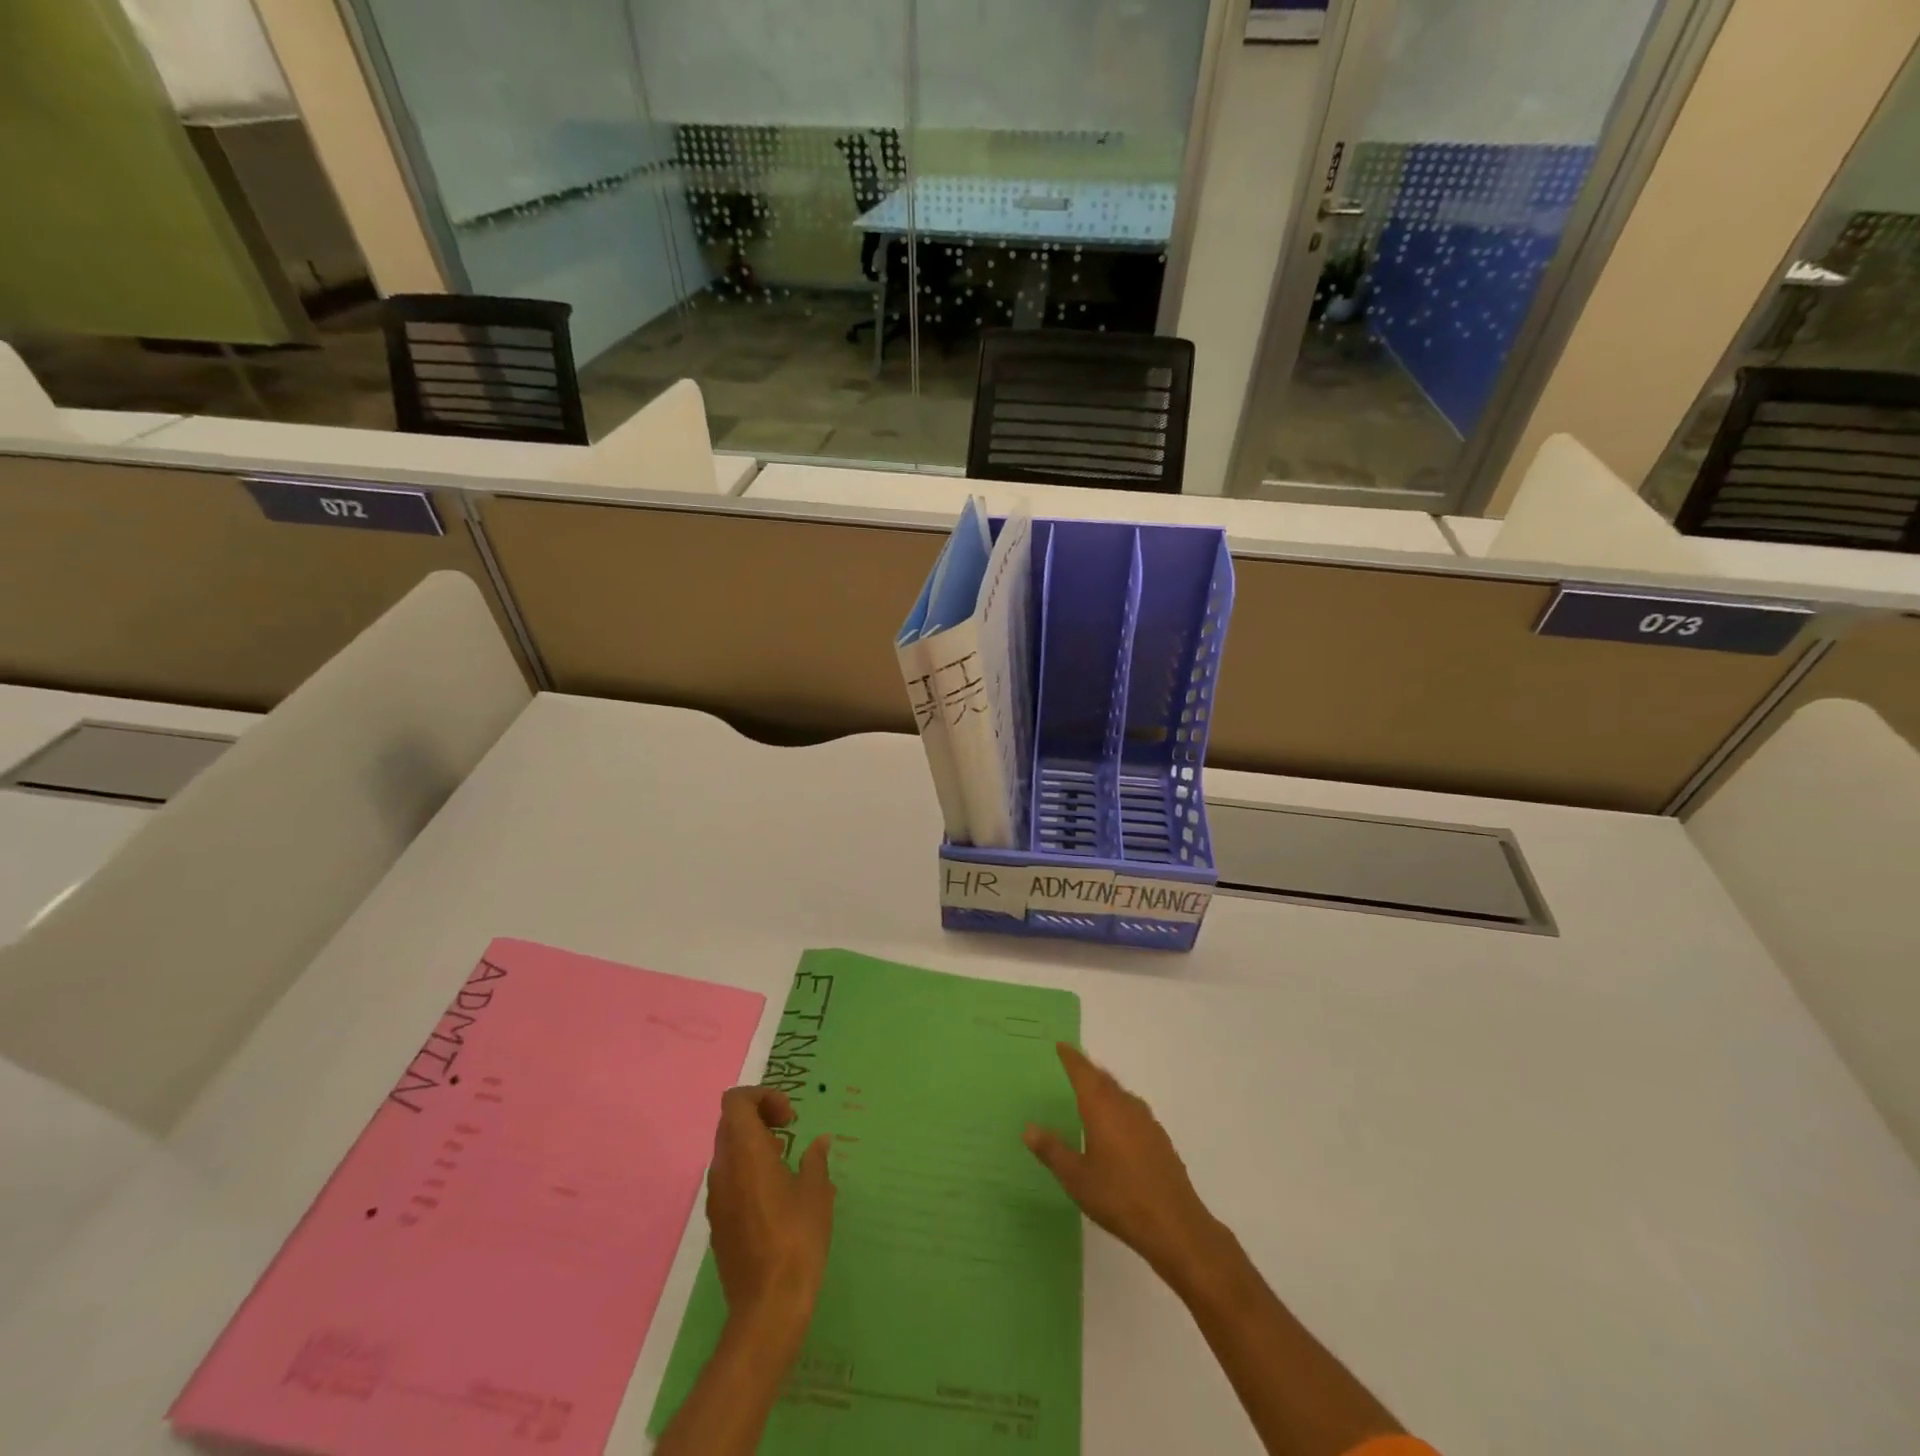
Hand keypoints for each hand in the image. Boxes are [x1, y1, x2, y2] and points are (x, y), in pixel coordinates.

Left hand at [706, 1086, 835, 1346]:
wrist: (767, 1309)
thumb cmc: (797, 1241)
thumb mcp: (817, 1194)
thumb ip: (815, 1160)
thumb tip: (819, 1142)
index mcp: (745, 1153)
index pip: (735, 1102)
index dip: (761, 1096)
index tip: (789, 1116)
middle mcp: (724, 1169)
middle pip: (730, 1122)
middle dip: (759, 1115)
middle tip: (790, 1129)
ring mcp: (717, 1198)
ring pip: (728, 1150)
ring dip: (754, 1143)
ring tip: (786, 1159)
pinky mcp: (718, 1222)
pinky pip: (729, 1178)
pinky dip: (748, 1169)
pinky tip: (776, 1192)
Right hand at [1024, 1043, 1221, 1288]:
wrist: (1174, 1225)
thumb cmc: (1118, 1197)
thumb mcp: (1076, 1178)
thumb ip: (1052, 1151)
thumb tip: (1028, 1128)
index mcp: (1102, 1108)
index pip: (1083, 1073)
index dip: (1071, 1058)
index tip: (1061, 1046)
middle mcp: (1125, 1106)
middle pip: (1104, 1079)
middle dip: (1088, 1070)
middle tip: (1072, 1066)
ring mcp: (1146, 1121)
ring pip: (1121, 1094)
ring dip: (1105, 1088)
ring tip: (1091, 1093)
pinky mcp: (1160, 1139)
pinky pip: (1133, 1110)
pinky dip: (1119, 1107)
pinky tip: (1116, 1126)